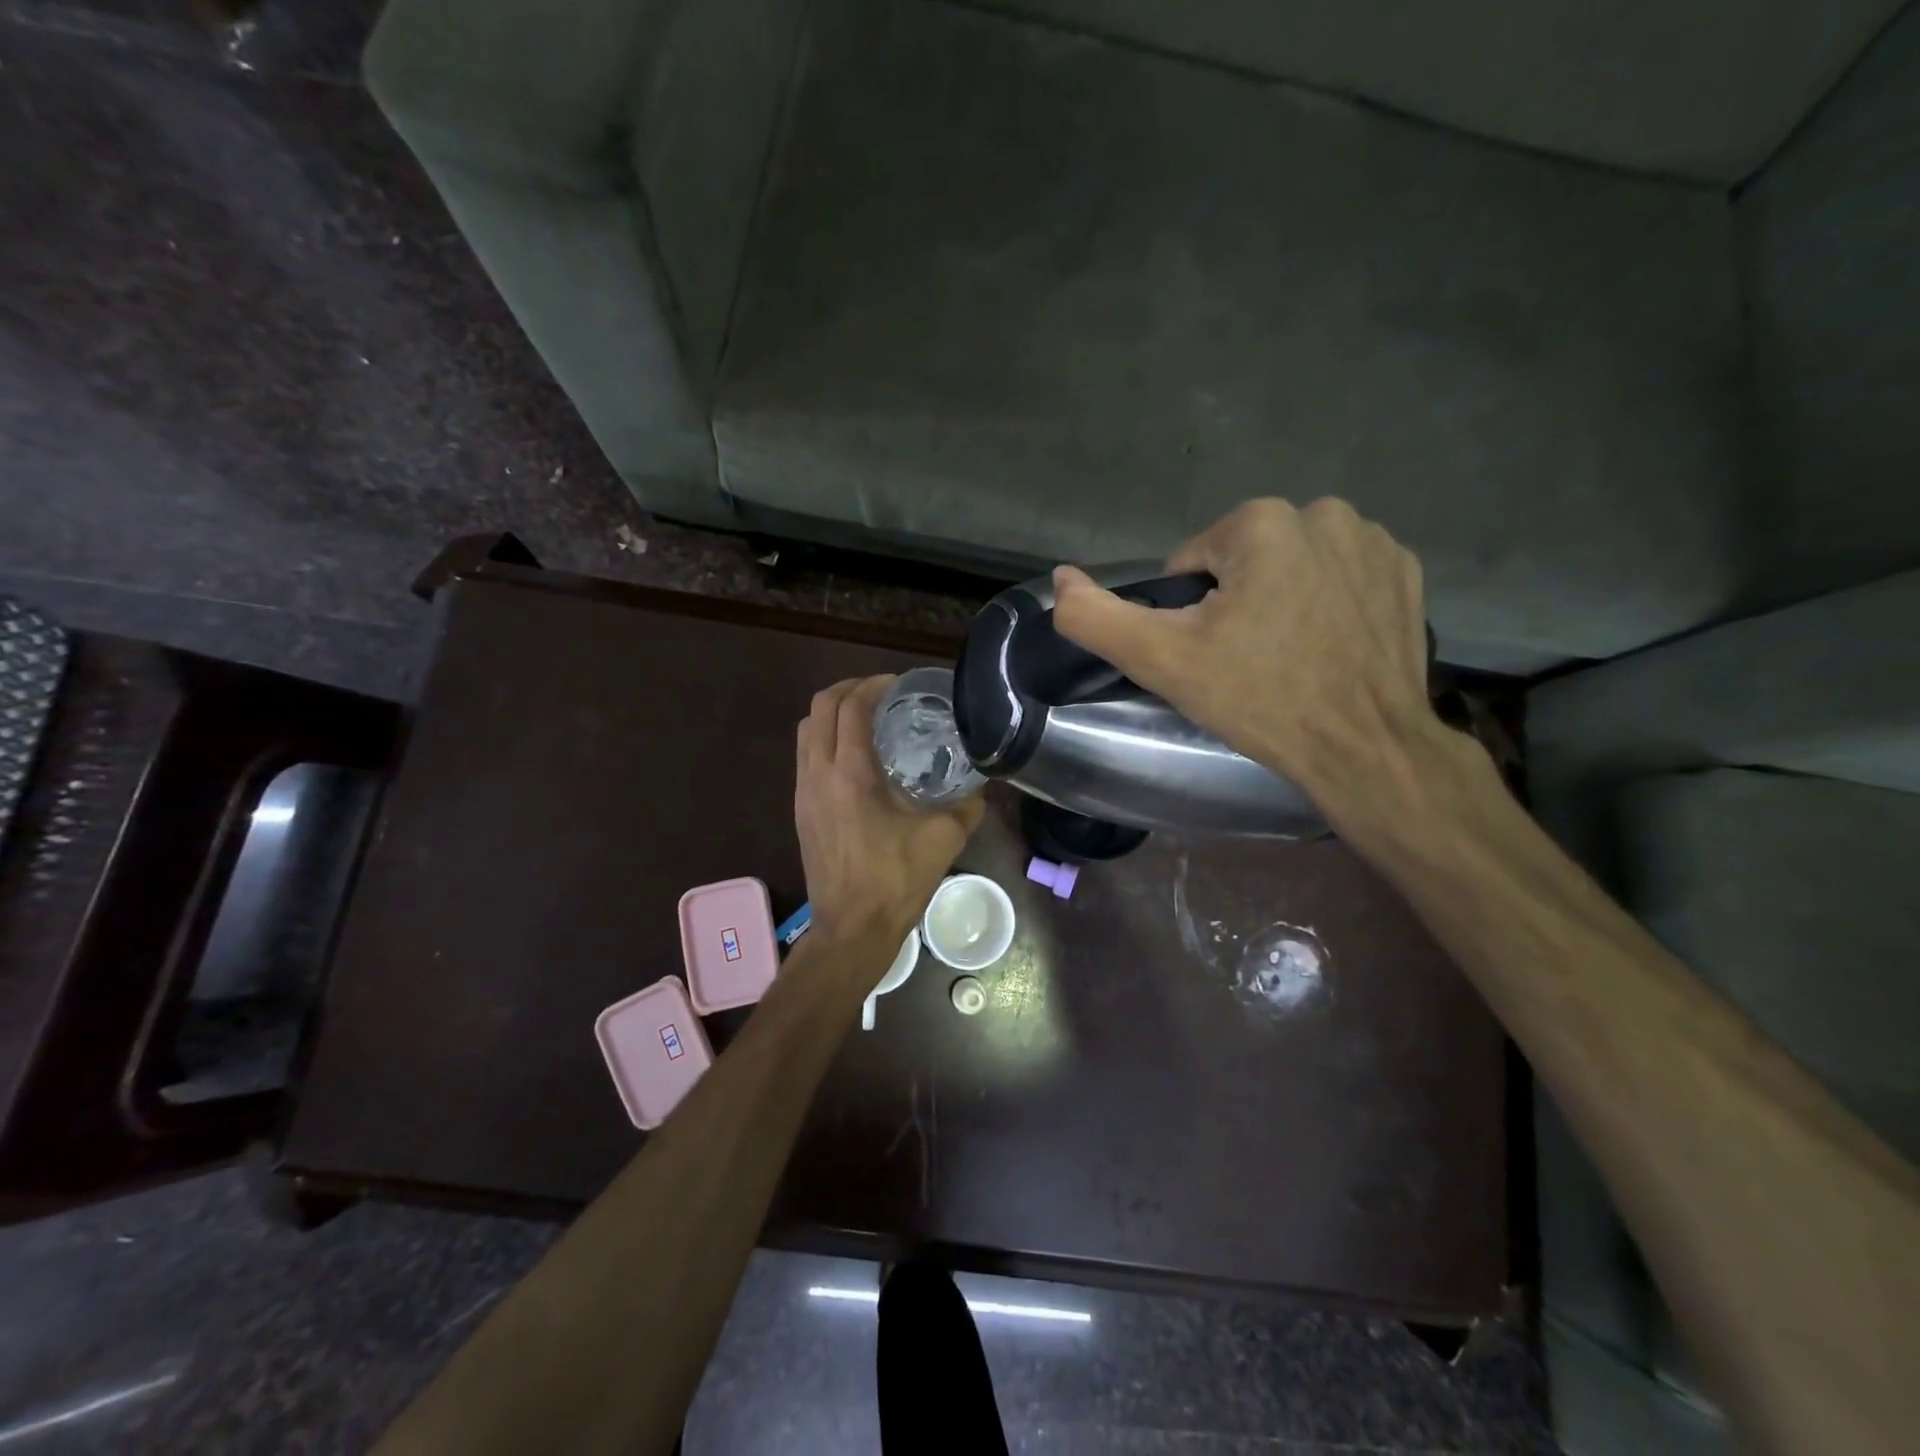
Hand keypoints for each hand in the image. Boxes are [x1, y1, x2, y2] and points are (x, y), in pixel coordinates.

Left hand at [795, 676, 984, 948]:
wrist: (852, 928)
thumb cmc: (896, 880)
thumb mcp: (945, 837)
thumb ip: (969, 801)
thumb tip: (984, 780)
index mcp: (850, 774)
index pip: (851, 707)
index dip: (873, 685)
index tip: (899, 683)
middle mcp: (818, 774)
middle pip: (818, 708)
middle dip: (848, 690)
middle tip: (881, 692)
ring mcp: (802, 792)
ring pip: (805, 731)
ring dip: (832, 713)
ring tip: (866, 717)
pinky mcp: (799, 810)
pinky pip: (805, 756)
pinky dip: (825, 739)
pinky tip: (854, 755)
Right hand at [1051, 498, 1442, 817]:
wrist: (1364, 749)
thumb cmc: (1259, 698)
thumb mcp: (1161, 661)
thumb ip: (1097, 617)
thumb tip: (1060, 580)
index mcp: (1261, 523)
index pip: (1192, 564)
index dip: (1188, 614)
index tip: (1209, 655)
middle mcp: (1324, 513)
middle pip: (1244, 561)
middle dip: (1236, 603)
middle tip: (1245, 662)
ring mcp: (1374, 542)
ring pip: (1291, 567)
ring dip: (1280, 601)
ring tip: (1287, 658)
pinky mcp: (1407, 573)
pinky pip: (1340, 578)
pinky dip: (1327, 605)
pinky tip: (1327, 648)